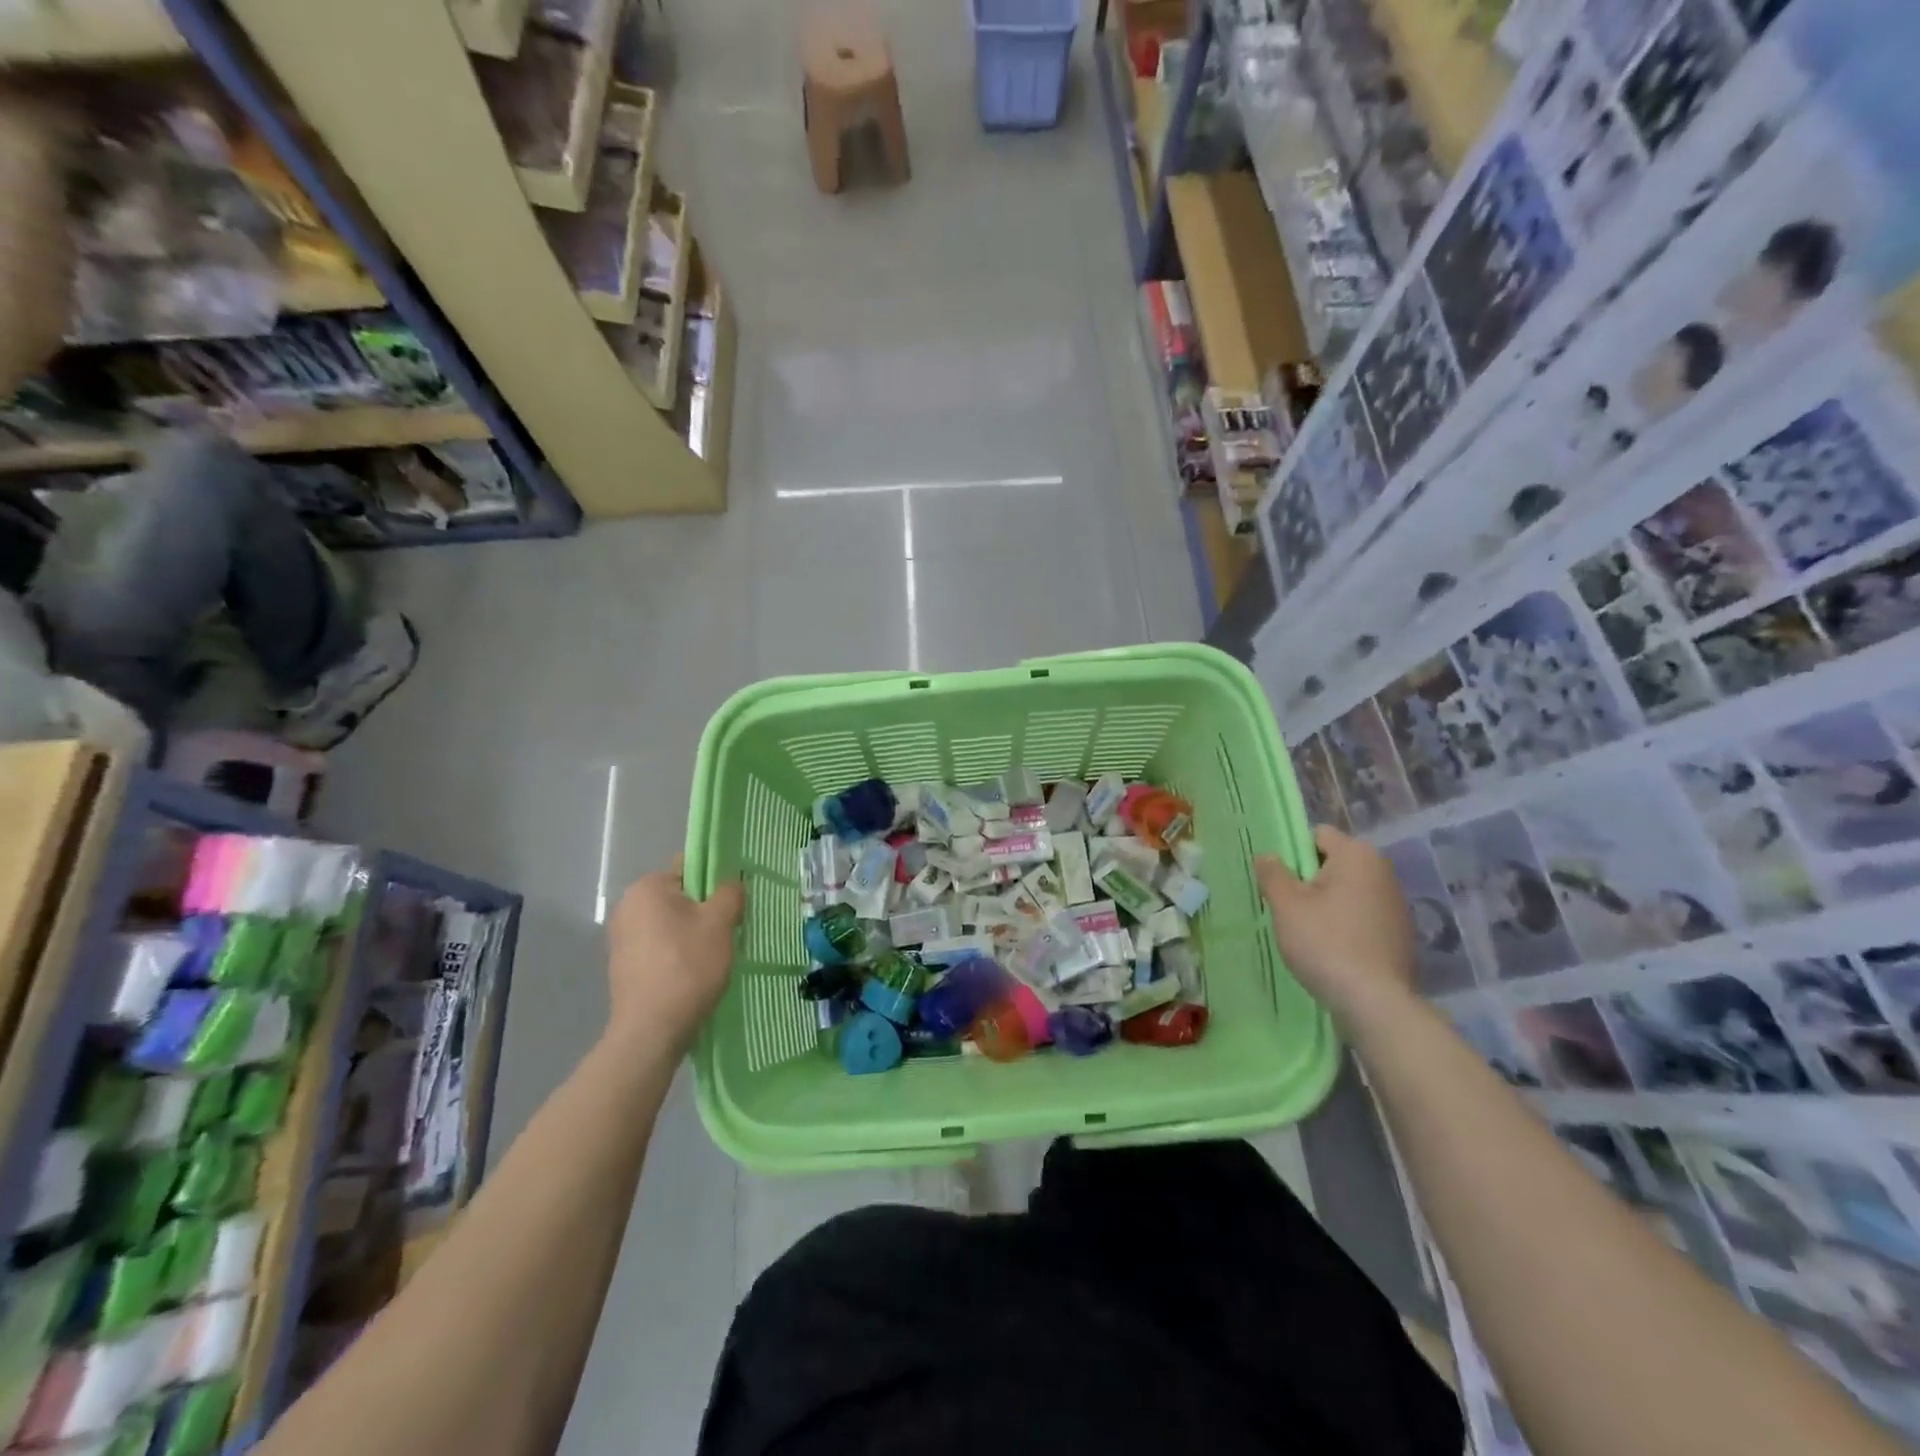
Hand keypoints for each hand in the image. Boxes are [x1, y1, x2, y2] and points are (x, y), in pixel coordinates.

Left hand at [604, 862, 744, 1056]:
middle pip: (680, 896)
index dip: (716, 881)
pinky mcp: (622, 964)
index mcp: (647, 887)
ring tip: (713, 955)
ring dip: (692, 933)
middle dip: (704, 910)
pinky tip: (693, 972)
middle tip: (728, 930)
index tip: (733, 904)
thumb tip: (731, 883)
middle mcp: (627, 905)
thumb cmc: (687, 967)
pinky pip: (659, 946)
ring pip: (670, 923)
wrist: (651, 1030)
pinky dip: (677, 952)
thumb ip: (730, 893)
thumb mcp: (720, 923)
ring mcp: (621, 937)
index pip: (690, 867)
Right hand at [1256, 826, 1415, 1029]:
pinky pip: (1362, 915)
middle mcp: (1383, 871)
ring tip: (1308, 932)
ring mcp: (1397, 904)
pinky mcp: (1401, 933)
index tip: (1279, 882)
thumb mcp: (1286, 905)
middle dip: (1309, 880)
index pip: (1317, 835)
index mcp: (1358, 855)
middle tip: (1288, 908)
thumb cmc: (1325, 942)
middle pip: (1333, 863)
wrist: (1375, 1002)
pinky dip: (1345, 924)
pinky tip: (1333, 949)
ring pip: (1348, 891)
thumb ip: (1272, 873)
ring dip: (1327, 903)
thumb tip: (1266, 855)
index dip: (1293, 854)